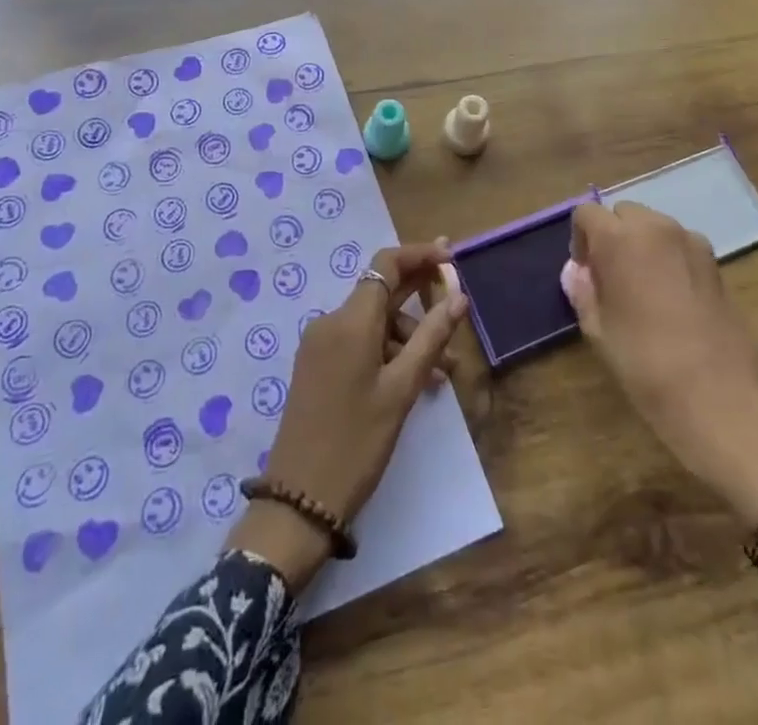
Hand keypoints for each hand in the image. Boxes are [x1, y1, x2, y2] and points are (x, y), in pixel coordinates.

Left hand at [227, 241, 467, 589]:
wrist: (298, 501)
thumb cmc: (356, 443)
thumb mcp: (401, 390)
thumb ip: (431, 337)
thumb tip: (459, 297)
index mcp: (350, 321)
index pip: (387, 264)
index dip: (421, 255)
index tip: (452, 259)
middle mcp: (331, 322)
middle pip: (381, 291)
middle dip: (421, 297)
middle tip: (457, 309)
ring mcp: (320, 344)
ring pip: (374, 322)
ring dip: (409, 337)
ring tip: (441, 373)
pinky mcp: (317, 365)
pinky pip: (359, 342)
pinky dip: (388, 352)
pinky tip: (414, 381)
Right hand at [562, 202, 757, 529]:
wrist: (721, 399)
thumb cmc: (646, 364)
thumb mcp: (600, 331)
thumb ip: (584, 292)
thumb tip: (577, 272)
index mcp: (620, 238)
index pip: (587, 213)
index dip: (580, 239)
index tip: (586, 273)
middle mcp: (657, 228)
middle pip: (623, 213)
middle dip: (612, 236)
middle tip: (611, 279)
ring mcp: (692, 242)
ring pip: (654, 226)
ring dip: (641, 245)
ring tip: (642, 290)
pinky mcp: (716, 263)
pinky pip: (680, 246)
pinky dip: (668, 258)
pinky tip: (671, 300)